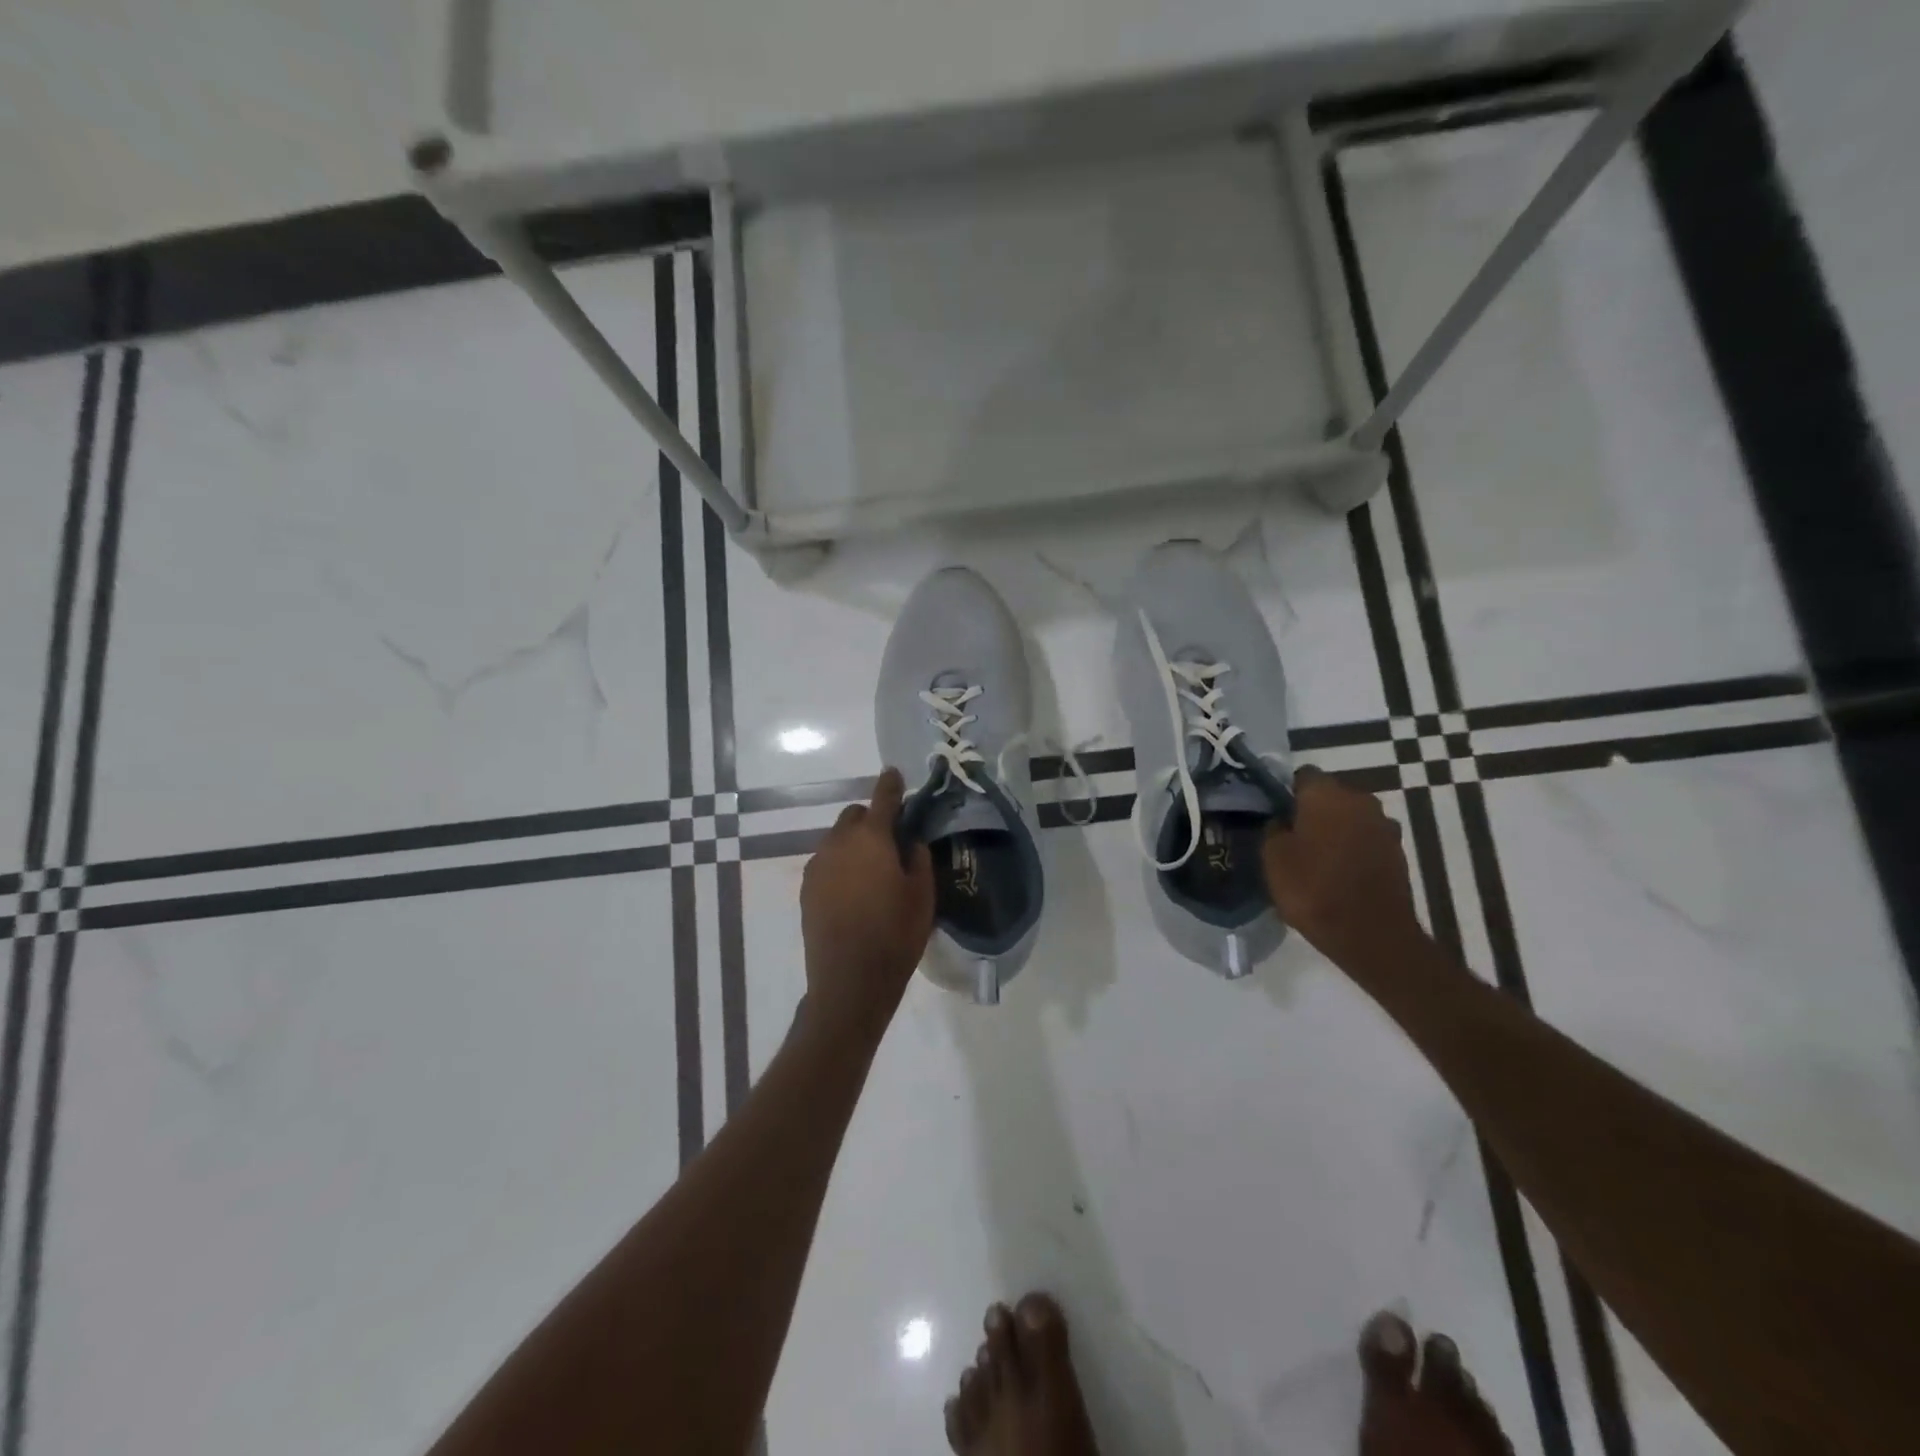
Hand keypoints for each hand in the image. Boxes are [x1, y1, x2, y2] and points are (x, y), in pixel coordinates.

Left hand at [800, 768, 935, 1037]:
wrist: (849, 981)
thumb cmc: (895, 935)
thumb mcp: (923, 896)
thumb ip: (917, 858)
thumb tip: (909, 841)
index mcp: (871, 839)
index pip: (882, 798)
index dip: (891, 784)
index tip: (895, 773)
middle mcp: (838, 843)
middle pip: (854, 816)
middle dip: (871, 819)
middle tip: (891, 841)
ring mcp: (818, 866)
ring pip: (837, 839)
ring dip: (854, 843)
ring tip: (872, 870)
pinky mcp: (806, 888)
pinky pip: (826, 862)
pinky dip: (840, 864)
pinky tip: (853, 890)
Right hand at [1264, 767, 1422, 964]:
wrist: (1372, 934)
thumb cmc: (1313, 888)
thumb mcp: (1273, 857)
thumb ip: (1274, 829)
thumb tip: (1282, 820)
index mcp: (1326, 794)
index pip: (1302, 775)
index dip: (1286, 792)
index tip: (1275, 813)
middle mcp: (1360, 800)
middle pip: (1330, 795)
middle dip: (1312, 810)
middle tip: (1292, 836)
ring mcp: (1384, 826)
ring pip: (1350, 818)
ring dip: (1335, 830)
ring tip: (1316, 857)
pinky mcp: (1398, 852)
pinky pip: (1366, 840)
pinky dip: (1353, 849)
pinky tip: (1339, 872)